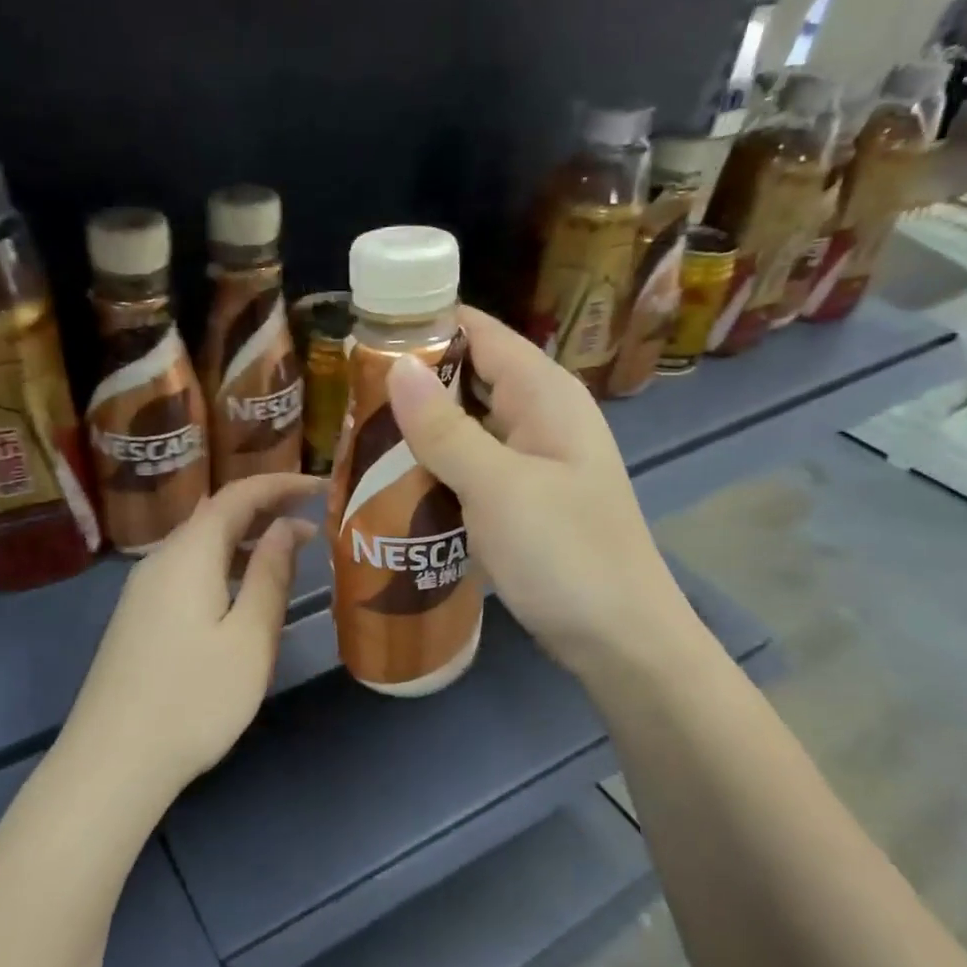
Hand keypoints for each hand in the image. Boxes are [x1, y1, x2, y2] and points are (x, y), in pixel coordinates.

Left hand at [57, 472, 322, 805]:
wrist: (113, 761)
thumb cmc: (193, 699)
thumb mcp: (249, 638)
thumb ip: (270, 576)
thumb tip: (286, 527)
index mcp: (188, 554)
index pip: (237, 495)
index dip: (280, 483)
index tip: (320, 485)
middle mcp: (160, 560)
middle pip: (215, 514)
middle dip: (265, 507)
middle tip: (313, 516)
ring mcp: (143, 590)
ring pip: (201, 543)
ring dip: (245, 537)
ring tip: (290, 550)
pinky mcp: (140, 616)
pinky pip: (188, 569)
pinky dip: (224, 563)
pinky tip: (243, 589)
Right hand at [385, 307, 697, 681]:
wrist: (620, 641)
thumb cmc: (565, 554)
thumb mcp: (498, 487)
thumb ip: (445, 428)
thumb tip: (396, 366)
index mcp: (545, 395)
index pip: (479, 332)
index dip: (424, 325)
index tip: (362, 337)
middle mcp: (541, 417)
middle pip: (469, 379)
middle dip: (411, 386)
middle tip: (346, 401)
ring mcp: (534, 462)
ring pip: (466, 429)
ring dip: (419, 434)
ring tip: (356, 441)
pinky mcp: (524, 502)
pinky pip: (472, 471)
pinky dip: (437, 472)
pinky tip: (395, 487)